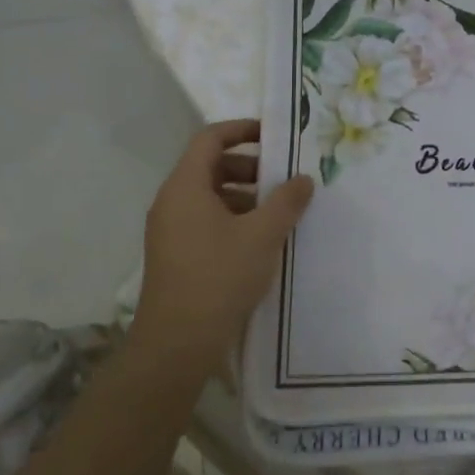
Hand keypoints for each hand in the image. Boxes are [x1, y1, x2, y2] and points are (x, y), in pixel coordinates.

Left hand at [130, 120, 313, 373]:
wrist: (177, 344)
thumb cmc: (219, 277)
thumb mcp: (262, 235)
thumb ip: (286, 201)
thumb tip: (303, 179)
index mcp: (185, 187)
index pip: (210, 138)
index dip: (242, 130)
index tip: (275, 135)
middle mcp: (172, 202)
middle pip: (210, 166)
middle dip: (250, 167)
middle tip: (282, 179)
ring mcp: (170, 230)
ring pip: (210, 196)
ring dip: (245, 195)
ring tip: (278, 213)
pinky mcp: (176, 254)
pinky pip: (206, 220)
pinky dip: (233, 218)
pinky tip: (260, 240)